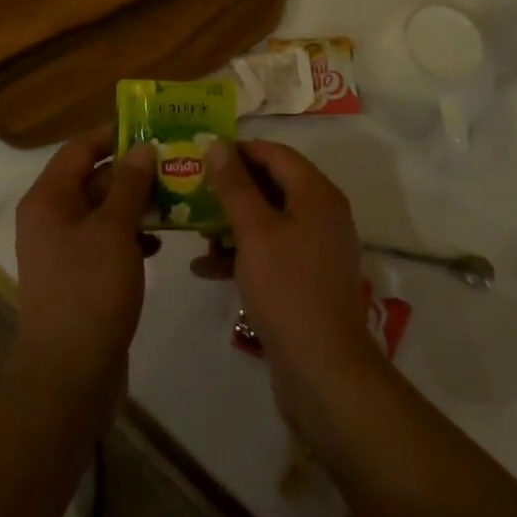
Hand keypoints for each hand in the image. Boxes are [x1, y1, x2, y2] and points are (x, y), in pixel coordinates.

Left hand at [11, 128, 156, 410]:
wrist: (68, 378)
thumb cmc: (89, 292)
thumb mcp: (114, 230)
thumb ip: (129, 184)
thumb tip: (142, 148)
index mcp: (49, 198)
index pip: (80, 148)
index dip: (114, 135)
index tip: (152, 128)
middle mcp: (50, 217)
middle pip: (93, 178)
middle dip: (133, 171)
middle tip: (175, 162)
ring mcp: (63, 249)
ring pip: (103, 211)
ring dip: (136, 203)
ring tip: (176, 197)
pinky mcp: (79, 277)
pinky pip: (106, 240)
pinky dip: (131, 235)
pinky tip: (160, 242)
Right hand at [204, 141, 384, 417]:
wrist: (324, 372)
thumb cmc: (287, 289)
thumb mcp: (254, 231)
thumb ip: (234, 185)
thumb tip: (218, 144)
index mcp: (316, 193)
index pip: (275, 153)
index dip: (239, 150)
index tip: (201, 156)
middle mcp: (322, 213)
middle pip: (272, 184)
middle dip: (231, 188)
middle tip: (192, 191)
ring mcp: (316, 248)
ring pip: (269, 219)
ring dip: (232, 222)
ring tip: (195, 230)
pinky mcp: (307, 279)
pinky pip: (272, 251)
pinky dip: (242, 253)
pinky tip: (206, 268)